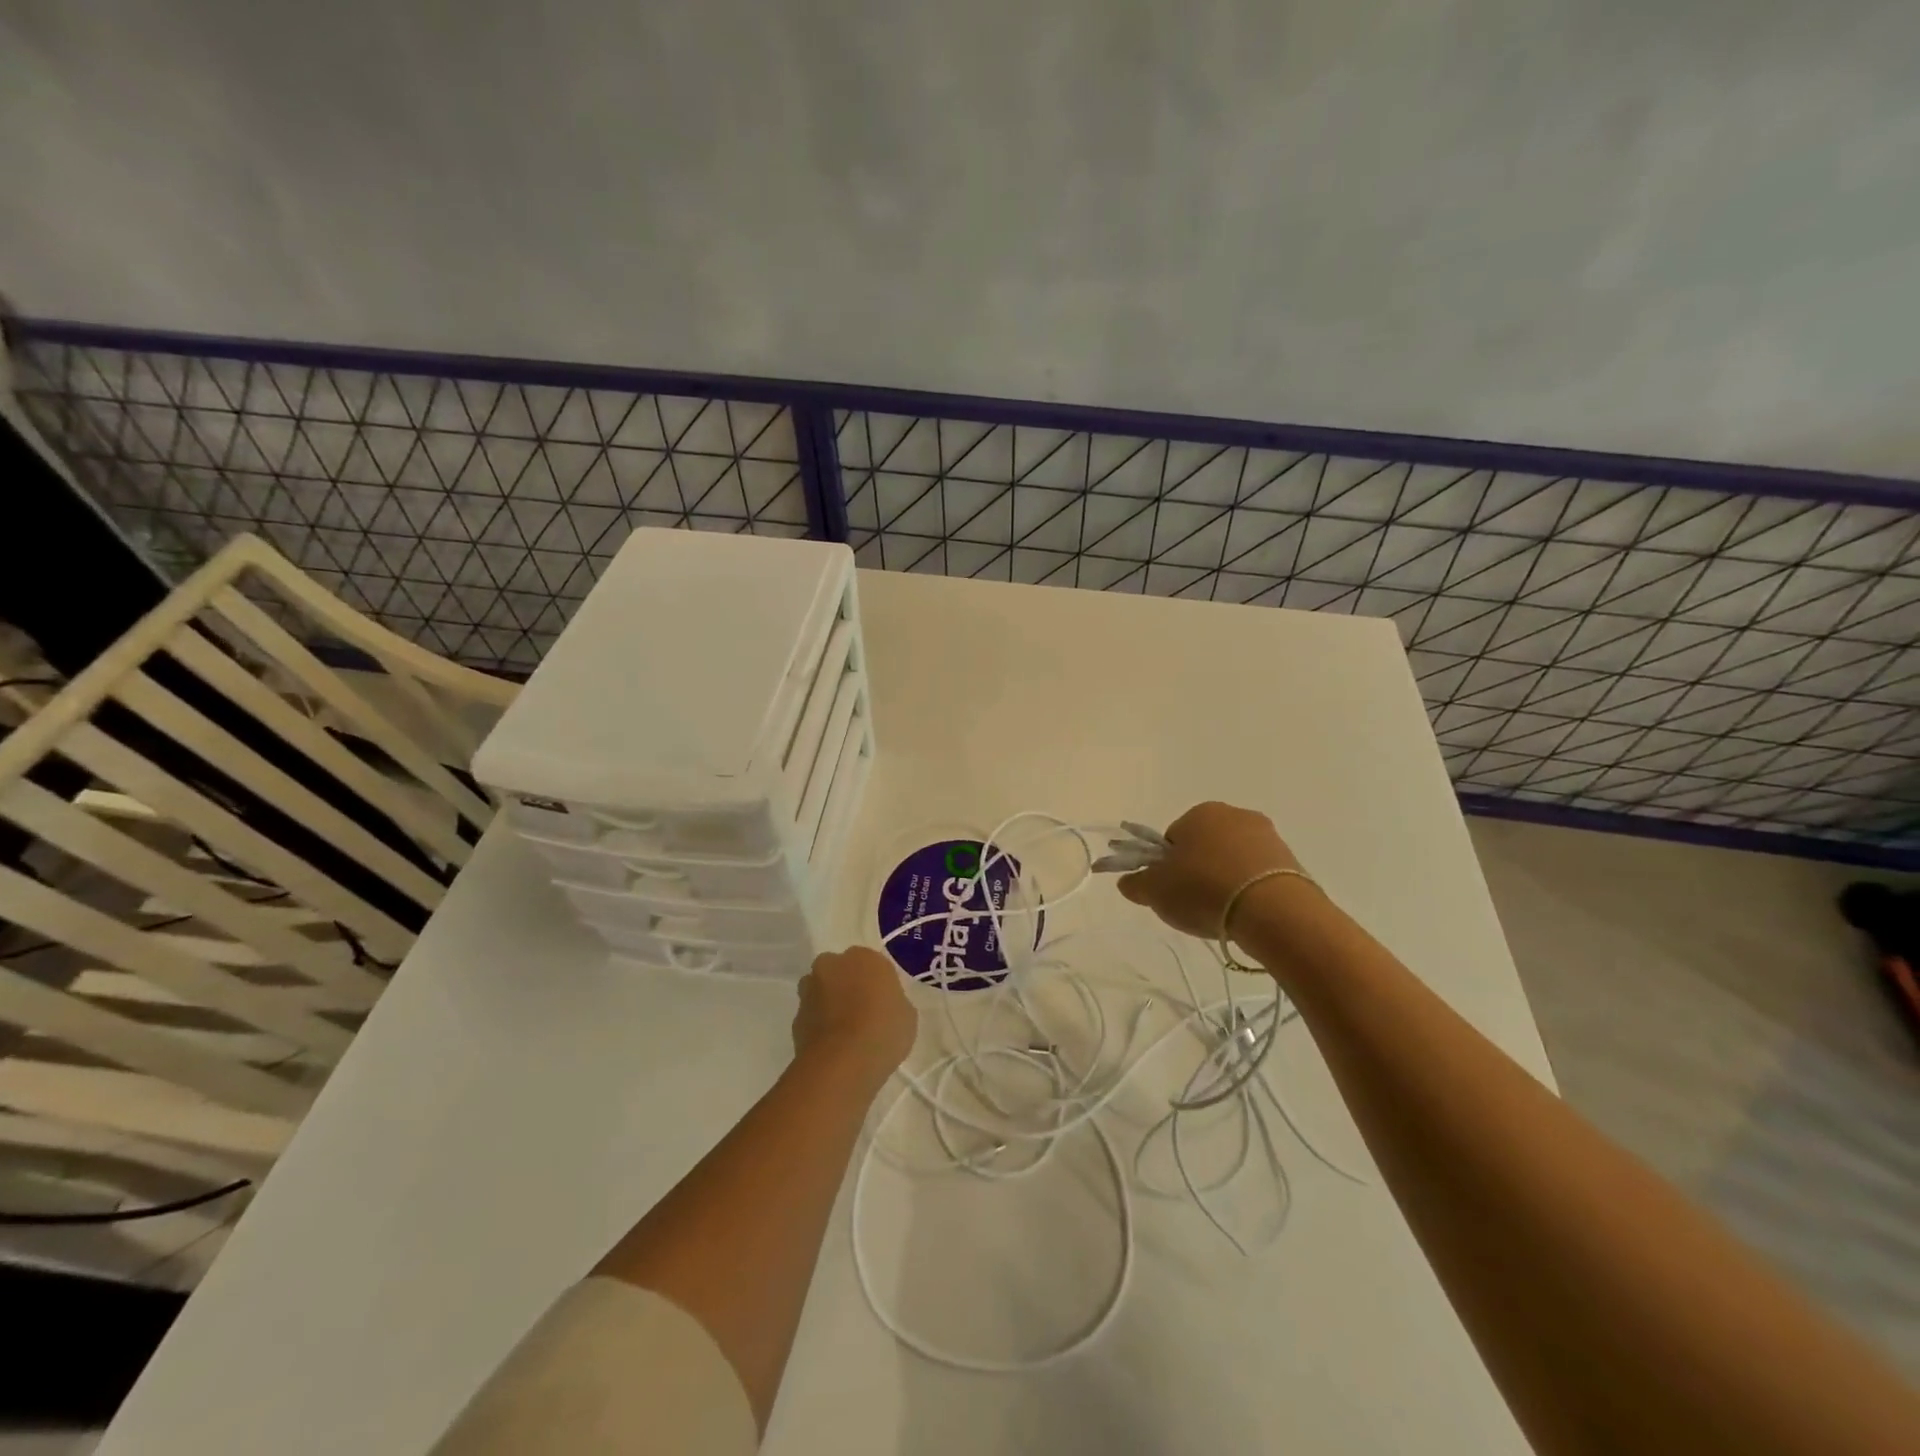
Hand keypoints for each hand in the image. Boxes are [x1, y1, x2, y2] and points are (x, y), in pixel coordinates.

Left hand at [793, 947, 916, 1087]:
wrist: (841, 1064)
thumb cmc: (883, 1032)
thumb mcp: (907, 1016)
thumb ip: (893, 1001)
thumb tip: (884, 1005)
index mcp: (864, 958)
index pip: (871, 963)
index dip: (876, 983)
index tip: (883, 1002)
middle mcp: (833, 965)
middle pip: (840, 970)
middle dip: (847, 985)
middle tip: (862, 1011)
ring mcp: (810, 990)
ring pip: (821, 990)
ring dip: (829, 1002)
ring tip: (845, 1031)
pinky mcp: (795, 1017)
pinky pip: (811, 1016)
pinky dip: (819, 1025)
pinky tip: (832, 1046)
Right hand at [1117, 801, 1305, 939]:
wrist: (1273, 911)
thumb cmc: (1204, 890)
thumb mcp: (1156, 890)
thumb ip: (1136, 883)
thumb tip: (1127, 881)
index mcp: (1200, 812)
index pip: (1173, 837)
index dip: (1167, 866)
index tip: (1170, 890)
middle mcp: (1235, 815)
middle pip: (1205, 846)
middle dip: (1198, 871)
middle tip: (1193, 903)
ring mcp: (1268, 836)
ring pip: (1233, 860)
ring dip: (1225, 881)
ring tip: (1222, 913)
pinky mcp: (1292, 861)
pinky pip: (1258, 875)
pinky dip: (1249, 891)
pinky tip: (1246, 914)